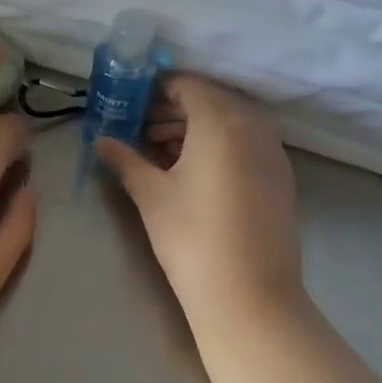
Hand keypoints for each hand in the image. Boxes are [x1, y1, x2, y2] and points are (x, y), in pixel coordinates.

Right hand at [96, 76, 303, 319]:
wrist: (249, 296)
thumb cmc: (191, 237)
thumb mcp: (151, 195)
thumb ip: (125, 159)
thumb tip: (101, 141)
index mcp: (221, 121)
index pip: (186, 85)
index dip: (154, 90)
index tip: (128, 105)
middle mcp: (253, 127)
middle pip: (210, 101)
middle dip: (172, 110)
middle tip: (138, 130)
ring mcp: (272, 153)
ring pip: (229, 122)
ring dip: (194, 128)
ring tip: (158, 152)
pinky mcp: (280, 177)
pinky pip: (245, 143)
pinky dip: (217, 145)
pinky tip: (191, 172)